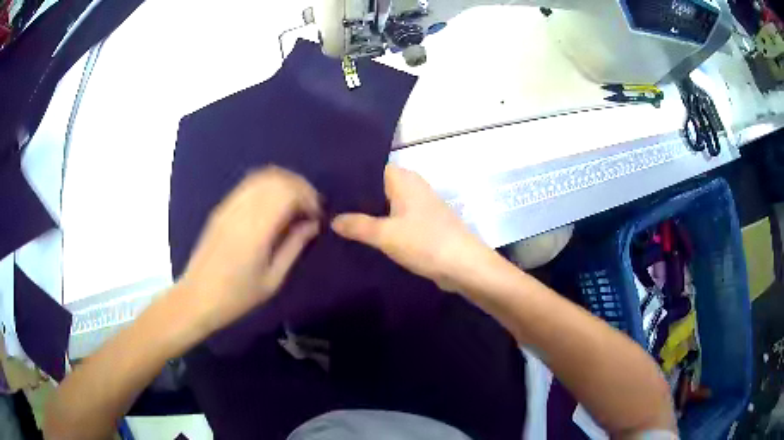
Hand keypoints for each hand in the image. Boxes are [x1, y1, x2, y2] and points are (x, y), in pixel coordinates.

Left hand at [176, 167, 320, 333]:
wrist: (197, 297)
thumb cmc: (237, 296)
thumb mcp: (272, 280)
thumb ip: (294, 247)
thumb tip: (312, 225)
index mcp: (256, 229)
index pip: (288, 192)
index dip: (308, 197)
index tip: (317, 216)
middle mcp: (241, 209)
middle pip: (277, 178)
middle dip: (300, 186)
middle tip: (310, 208)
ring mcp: (229, 205)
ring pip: (262, 176)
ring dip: (284, 183)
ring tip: (295, 203)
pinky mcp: (221, 207)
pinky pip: (249, 184)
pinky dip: (268, 186)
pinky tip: (274, 204)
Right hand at [332, 164, 496, 291]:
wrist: (464, 265)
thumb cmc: (425, 242)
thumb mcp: (385, 235)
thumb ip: (357, 225)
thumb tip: (333, 220)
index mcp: (403, 178)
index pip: (369, 169)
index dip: (349, 179)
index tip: (327, 190)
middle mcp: (412, 185)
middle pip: (376, 188)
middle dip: (356, 199)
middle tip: (328, 208)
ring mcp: (419, 205)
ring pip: (386, 205)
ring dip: (369, 214)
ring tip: (338, 222)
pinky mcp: (424, 223)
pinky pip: (396, 219)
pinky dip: (382, 226)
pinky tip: (364, 236)